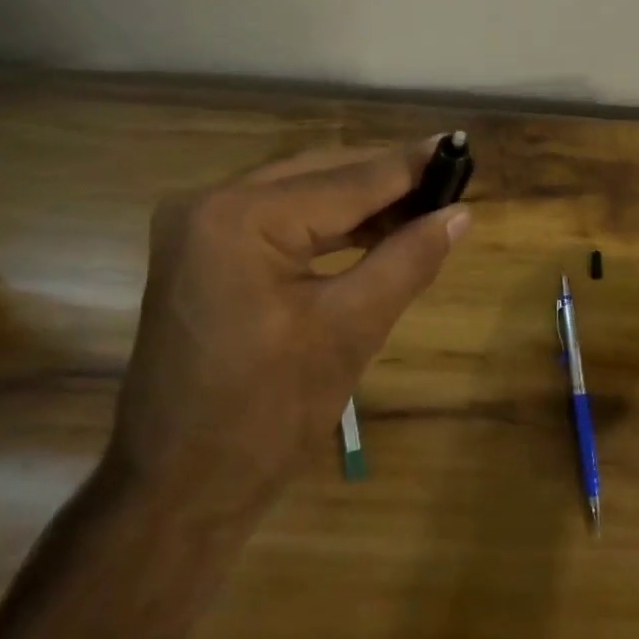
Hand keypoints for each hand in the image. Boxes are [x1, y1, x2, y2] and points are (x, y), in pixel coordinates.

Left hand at [105, 140, 469, 522]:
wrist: (177, 492)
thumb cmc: (266, 417)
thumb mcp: (349, 331)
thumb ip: (408, 260)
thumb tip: (461, 213)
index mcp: (241, 217)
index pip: (346, 181)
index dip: (409, 166)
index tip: (459, 146)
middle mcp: (210, 203)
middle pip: (319, 175)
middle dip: (385, 181)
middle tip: (448, 181)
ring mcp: (196, 226)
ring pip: (298, 193)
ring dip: (357, 202)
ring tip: (421, 206)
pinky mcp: (199, 250)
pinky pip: (275, 219)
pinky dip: (323, 225)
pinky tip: (370, 231)